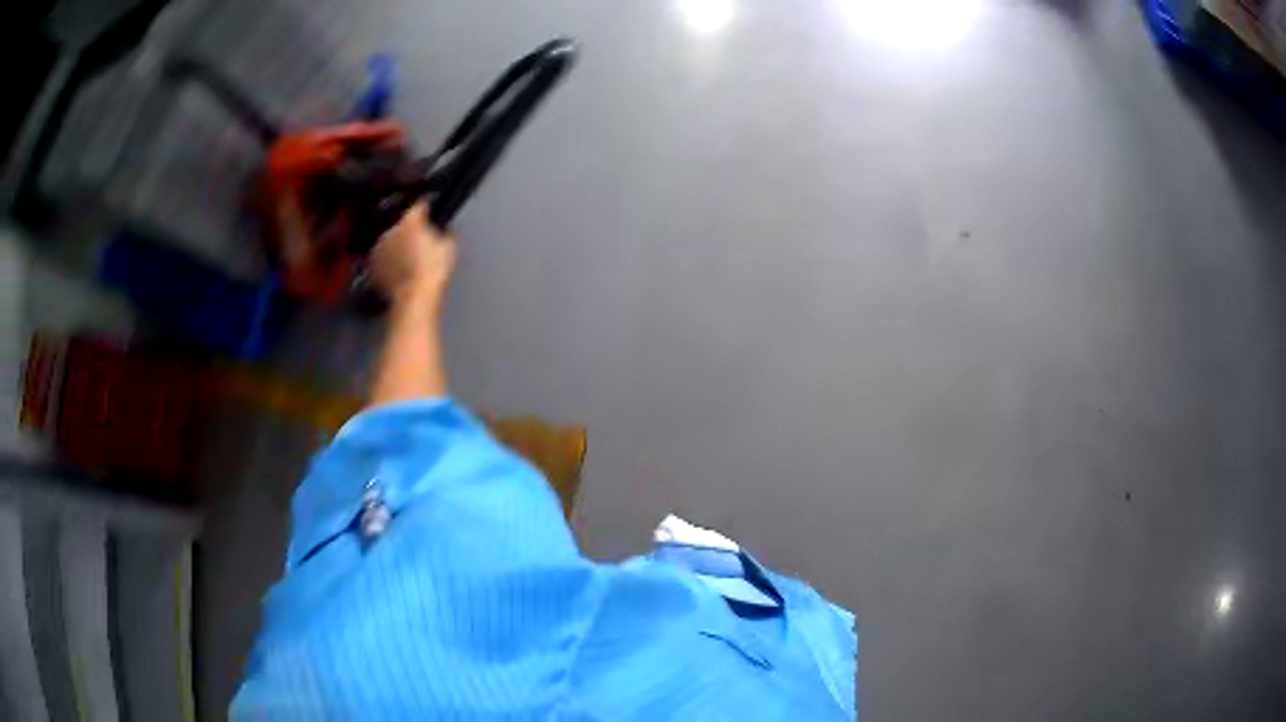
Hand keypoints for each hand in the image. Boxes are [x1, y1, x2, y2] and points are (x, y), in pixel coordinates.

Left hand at [370, 203, 455, 309]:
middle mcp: (390, 228)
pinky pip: (383, 255)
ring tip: (407, 251)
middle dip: (407, 225)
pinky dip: (389, 258)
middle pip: (399, 220)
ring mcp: (379, 246)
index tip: (430, 209)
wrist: (413, 297)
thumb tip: (443, 228)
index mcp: (409, 219)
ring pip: (389, 237)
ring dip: (396, 241)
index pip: (418, 204)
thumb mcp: (449, 246)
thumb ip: (445, 231)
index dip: (426, 206)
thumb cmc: (433, 269)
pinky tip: (398, 265)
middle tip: (419, 235)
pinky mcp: (373, 264)